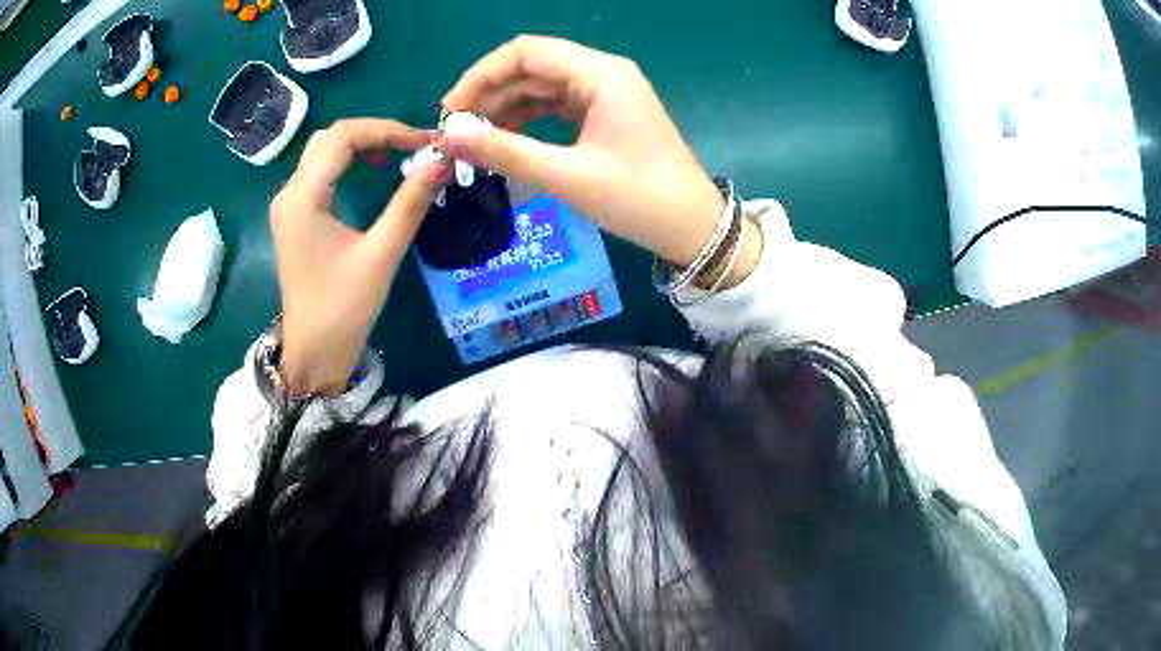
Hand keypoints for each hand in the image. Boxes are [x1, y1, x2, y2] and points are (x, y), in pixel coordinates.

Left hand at [270, 119, 448, 394]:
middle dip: (376, 133)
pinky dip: (349, 161)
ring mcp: (288, 205)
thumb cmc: (343, 309)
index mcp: (303, 198)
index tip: (425, 142)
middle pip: (331, 138)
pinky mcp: (295, 217)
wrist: (314, 353)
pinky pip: (320, 171)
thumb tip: (442, 162)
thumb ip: (410, 203)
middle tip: (414, 146)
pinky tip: (373, 171)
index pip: (344, 136)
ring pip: (323, 151)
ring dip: (362, 144)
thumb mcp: (381, 255)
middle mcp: (289, 193)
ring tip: (399, 154)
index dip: (387, 129)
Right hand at [442, 36, 760, 285]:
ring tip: (474, 138)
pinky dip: (528, 118)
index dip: (481, 75)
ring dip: (506, 107)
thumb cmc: (639, 199)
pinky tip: (505, 139)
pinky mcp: (607, 113)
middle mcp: (603, 72)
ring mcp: (607, 92)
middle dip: (490, 93)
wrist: (694, 228)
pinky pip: (557, 104)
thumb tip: (451, 138)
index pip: (526, 52)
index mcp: (601, 74)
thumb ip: (507, 152)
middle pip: (532, 65)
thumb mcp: (569, 176)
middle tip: (456, 131)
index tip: (451, 110)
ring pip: (542, 85)